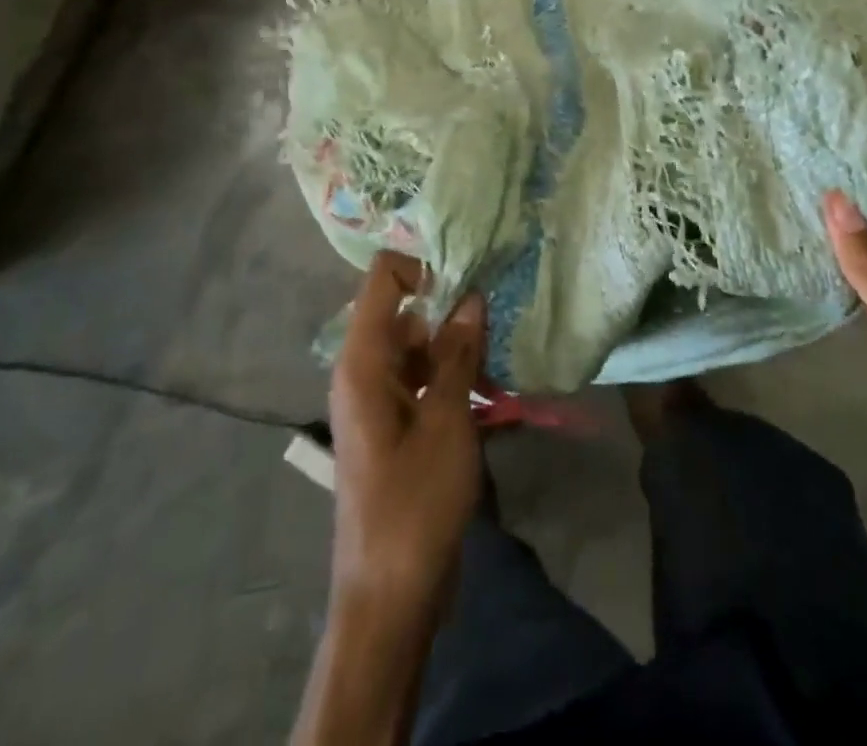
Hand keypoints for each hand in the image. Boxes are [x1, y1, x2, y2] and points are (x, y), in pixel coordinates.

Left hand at [329, 252, 485, 622]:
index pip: (383, 278)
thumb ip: (458, 354)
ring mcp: (379, 400)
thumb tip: (471, 297)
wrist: (390, 600)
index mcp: (363, 361)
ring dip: (459, 346)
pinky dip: (454, 376)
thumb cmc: (415, 505)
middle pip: (405, 311)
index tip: (471, 277)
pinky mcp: (396, 426)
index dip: (424, 266)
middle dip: (452, 308)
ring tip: (503, 350)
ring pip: (420, 347)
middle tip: (501, 313)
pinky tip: (494, 388)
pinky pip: (424, 380)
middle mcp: (364, 371)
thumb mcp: (447, 422)